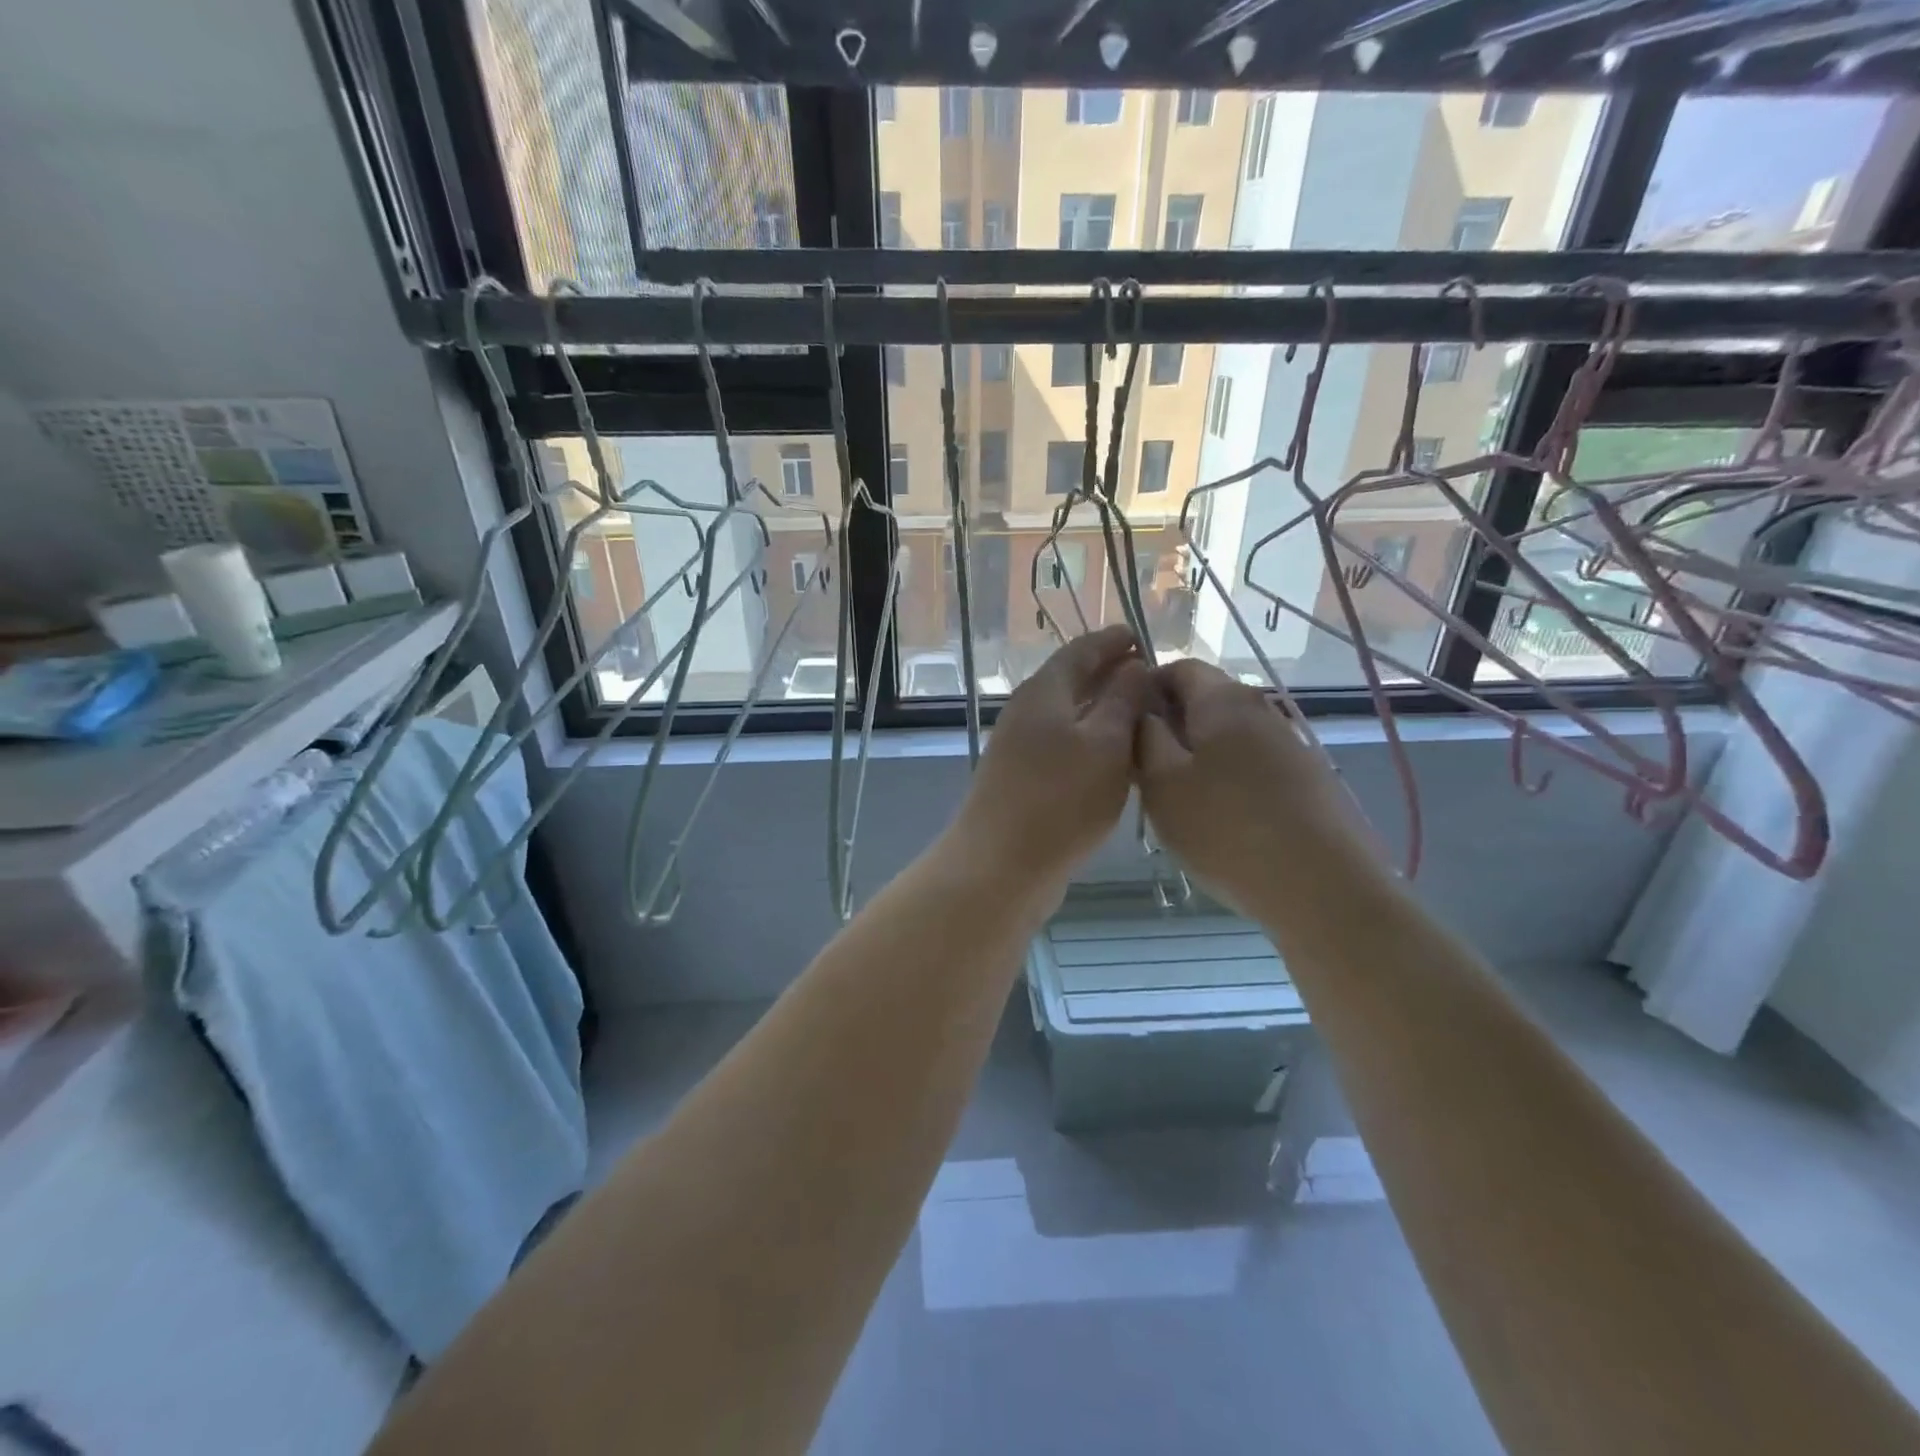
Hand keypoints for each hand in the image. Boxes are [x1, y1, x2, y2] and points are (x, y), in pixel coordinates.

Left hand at [949, 626, 1152, 888]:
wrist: (1001, 865)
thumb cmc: (1060, 799)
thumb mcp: (1105, 743)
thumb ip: (1122, 700)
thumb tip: (1134, 666)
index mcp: (1044, 692)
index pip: (1080, 651)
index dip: (1112, 641)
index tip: (1141, 637)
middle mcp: (1028, 713)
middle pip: (1071, 681)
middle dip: (1109, 674)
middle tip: (1150, 676)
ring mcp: (1020, 748)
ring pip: (1068, 716)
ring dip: (1102, 710)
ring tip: (1143, 715)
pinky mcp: (1023, 781)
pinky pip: (1064, 746)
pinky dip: (1091, 742)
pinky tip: (1116, 760)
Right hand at [1135, 660, 1373, 909]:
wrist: (1322, 888)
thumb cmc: (1226, 829)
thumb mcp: (1163, 784)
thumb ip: (1145, 738)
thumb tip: (1143, 713)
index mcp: (1224, 700)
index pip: (1179, 667)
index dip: (1146, 687)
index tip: (1124, 725)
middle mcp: (1262, 710)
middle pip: (1206, 700)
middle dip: (1170, 725)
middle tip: (1144, 768)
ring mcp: (1290, 745)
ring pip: (1229, 736)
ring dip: (1198, 755)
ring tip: (1178, 799)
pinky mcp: (1308, 780)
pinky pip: (1253, 764)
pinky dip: (1228, 778)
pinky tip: (1220, 819)